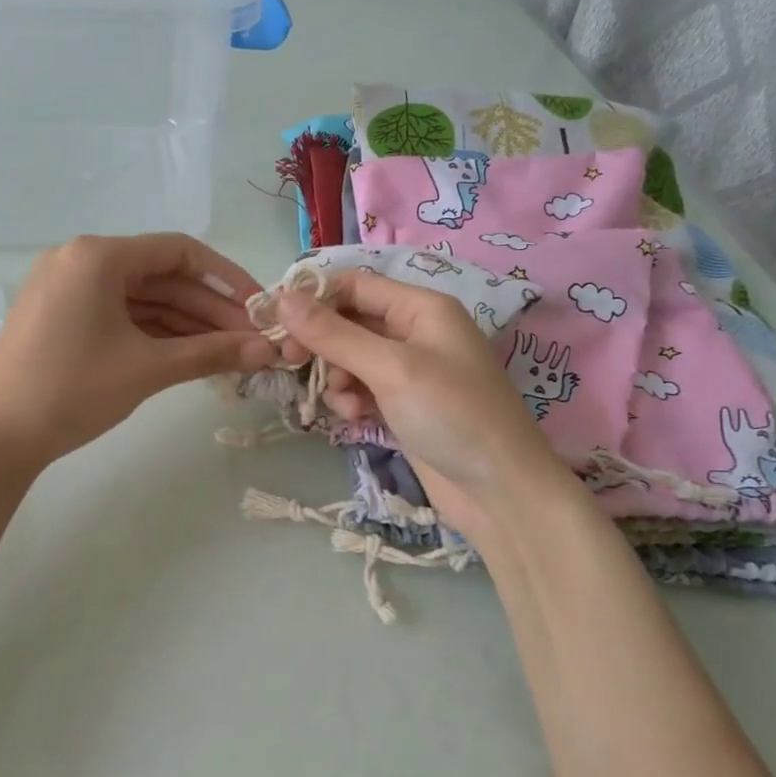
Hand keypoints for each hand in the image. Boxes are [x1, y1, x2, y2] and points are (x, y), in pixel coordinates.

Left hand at [0, 233, 274, 471]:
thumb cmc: (73, 390)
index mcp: (98, 255)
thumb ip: (212, 352)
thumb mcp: (148, 368)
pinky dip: (154, 332)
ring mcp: (67, 289)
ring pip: (141, 299)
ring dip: (185, 324)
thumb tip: (268, 350)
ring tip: (228, 352)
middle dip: (209, 309)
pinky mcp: (60, 317)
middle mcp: (80, 260)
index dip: (227, 278)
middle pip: (161, 277)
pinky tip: (188, 354)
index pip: (180, 252)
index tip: (259, 308)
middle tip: (250, 340)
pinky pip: (119, 315)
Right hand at [274, 272, 574, 539]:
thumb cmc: (452, 415)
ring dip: (336, 377)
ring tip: (344, 403)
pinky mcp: (403, 405)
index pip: (354, 285)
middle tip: (292, 363)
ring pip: (350, 358)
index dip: (314, 298)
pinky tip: (354, 418)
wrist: (500, 491)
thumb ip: (334, 334)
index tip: (275, 322)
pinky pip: (361, 388)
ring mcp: (409, 371)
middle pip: (349, 322)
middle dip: (322, 343)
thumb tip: (281, 300)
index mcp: (421, 307)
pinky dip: (351, 399)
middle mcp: (415, 332)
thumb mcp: (391, 368)